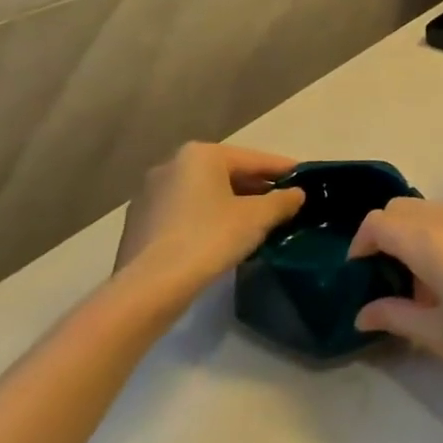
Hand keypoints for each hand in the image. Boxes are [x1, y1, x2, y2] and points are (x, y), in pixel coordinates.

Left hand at [112, 143, 304, 308]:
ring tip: (254, 225)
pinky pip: (183, 215)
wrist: (148, 288)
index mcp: (200, 154)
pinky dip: (205, 221)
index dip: (282, 170)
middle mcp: (171, 165)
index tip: (304, 179)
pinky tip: (220, 241)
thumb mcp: (257, 218)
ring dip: (229, 205)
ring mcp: (149, 195)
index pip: (253, 159)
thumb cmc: (209, 239)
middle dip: (255, 189)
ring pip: (203, 195)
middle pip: (225, 174)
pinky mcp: (137, 225)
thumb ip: (281, 201)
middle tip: (282, 205)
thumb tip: (296, 194)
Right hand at [348, 198, 442, 409]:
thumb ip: (397, 317)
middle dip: (386, 235)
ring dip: (417, 236)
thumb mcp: (442, 337)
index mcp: (433, 239)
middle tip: (387, 281)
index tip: (359, 275)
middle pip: (405, 208)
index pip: (380, 221)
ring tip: (424, 288)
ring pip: (435, 212)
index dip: (361, 243)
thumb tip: (363, 312)